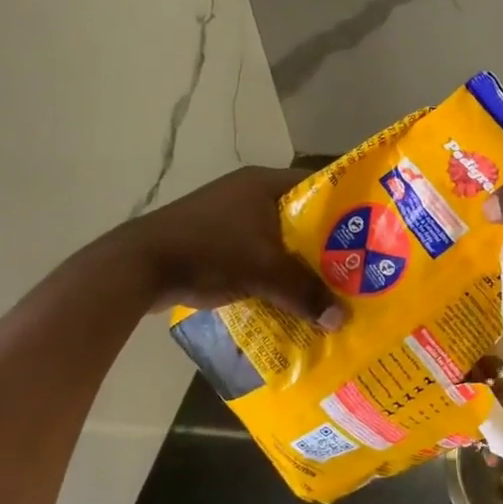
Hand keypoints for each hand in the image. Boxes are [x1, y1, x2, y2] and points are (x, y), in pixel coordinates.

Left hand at [133, 167, 346, 326]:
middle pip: (298, 215)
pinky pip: (253, 251)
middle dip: (322, 243)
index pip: (317, 187)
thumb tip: (341, 320)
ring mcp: (225, 215)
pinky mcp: (210, 238)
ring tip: (323, 285)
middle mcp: (246, 192)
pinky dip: (269, 269)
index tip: (365, 233)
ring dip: (294, 260)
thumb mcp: (263, 272)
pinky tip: (283, 294)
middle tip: (351, 266)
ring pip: (275, 236)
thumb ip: (305, 293)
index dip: (342, 208)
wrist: (137, 267)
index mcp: (262, 184)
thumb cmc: (208, 253)